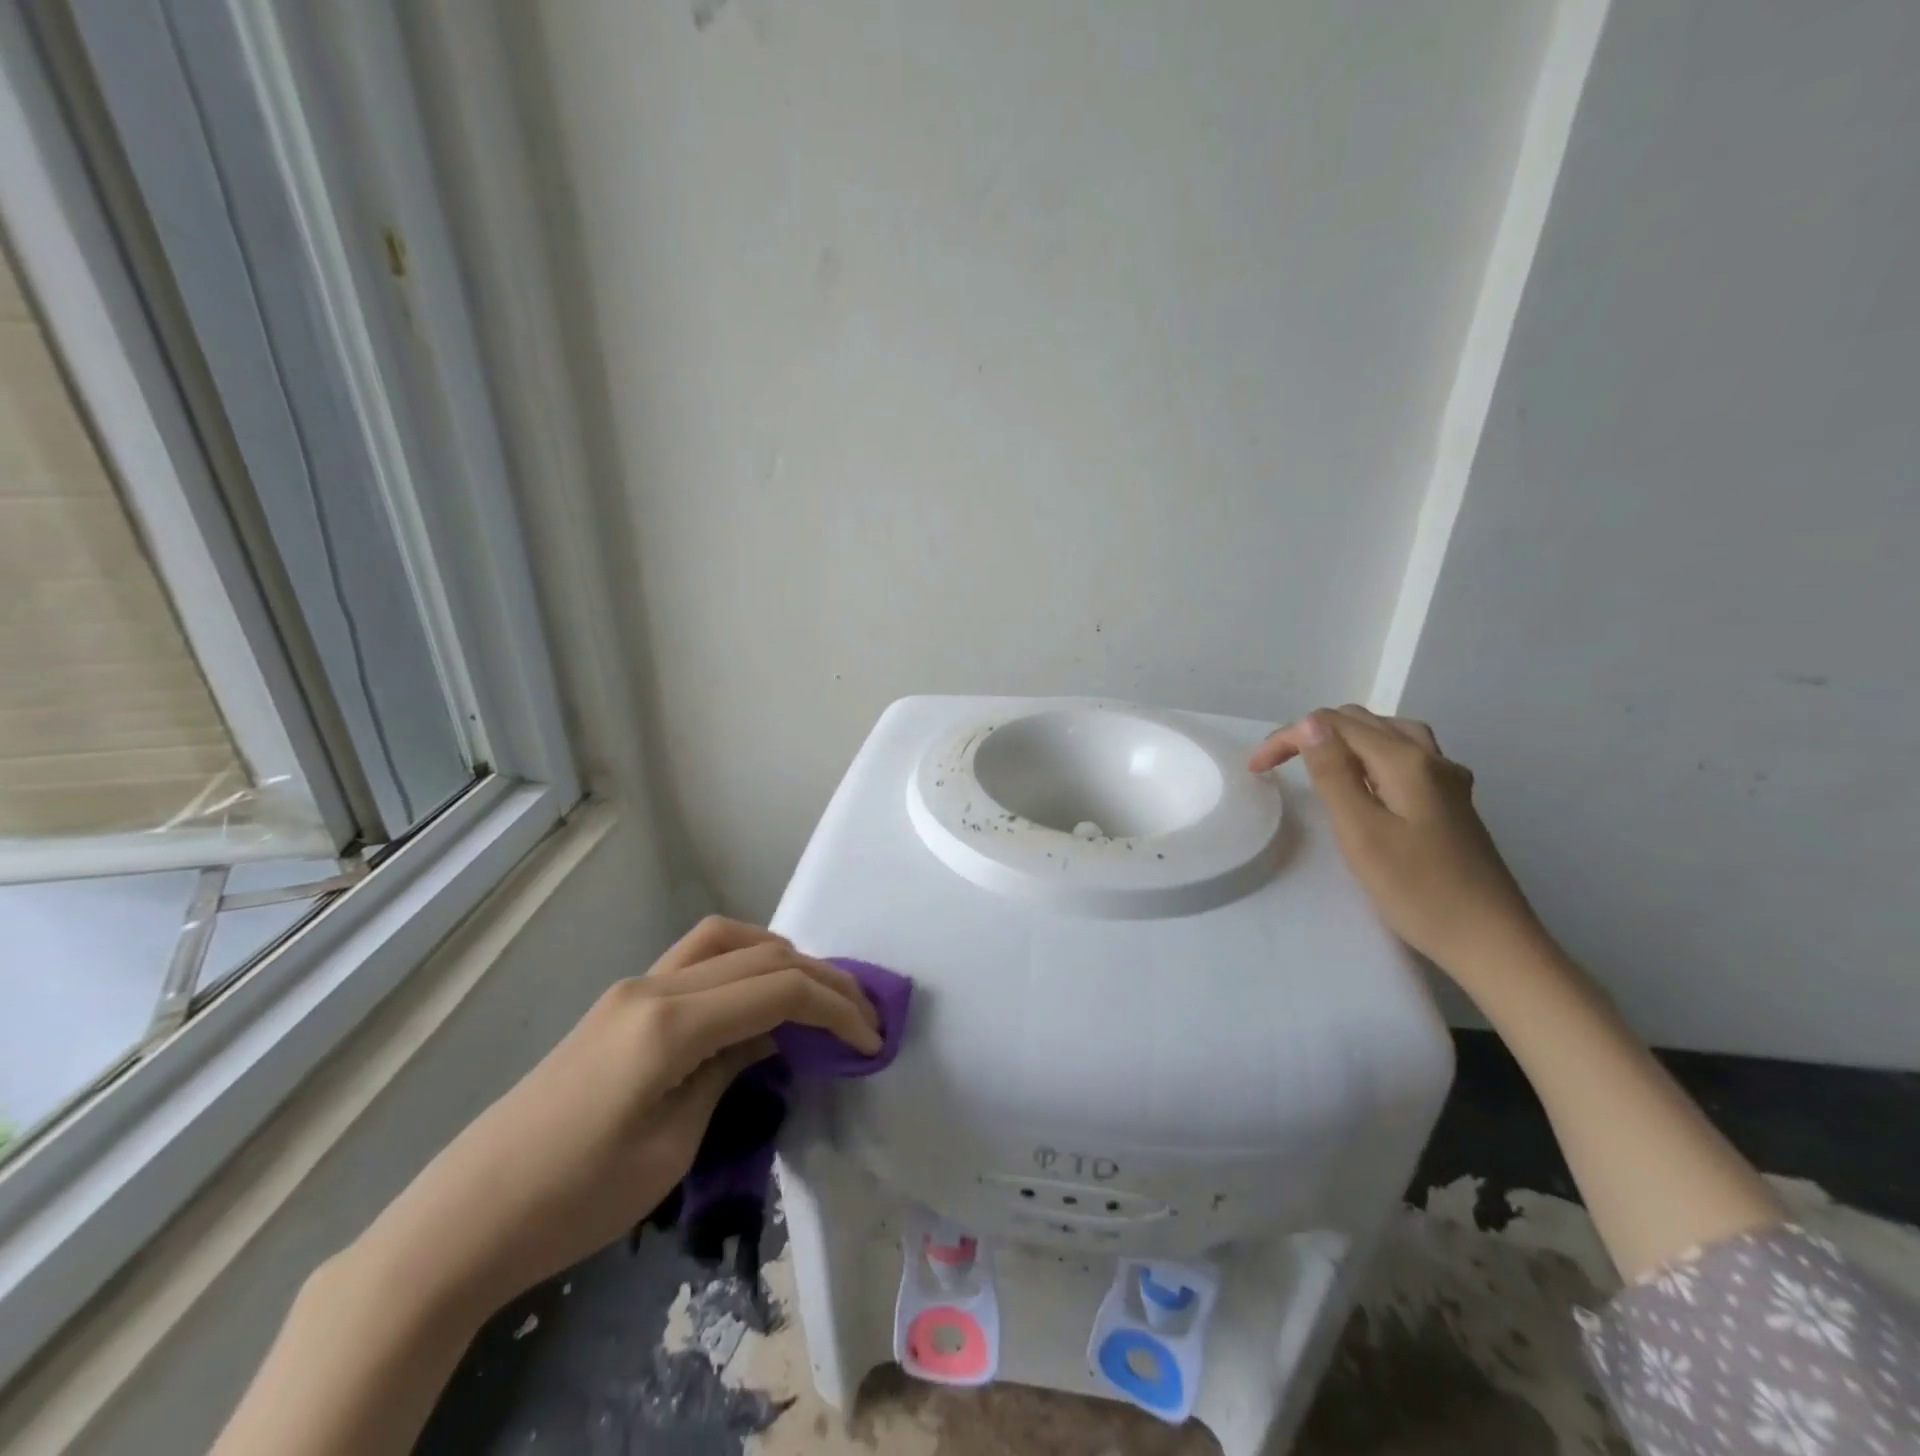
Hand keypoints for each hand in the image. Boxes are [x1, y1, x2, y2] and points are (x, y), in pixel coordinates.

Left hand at [349, 916, 880, 1319]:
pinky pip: (698, 958)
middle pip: (761, 955)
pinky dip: (742, 963)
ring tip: (815, 993)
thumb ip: (732, 1070)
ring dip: (781, 956)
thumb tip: (776, 1035)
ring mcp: (634, 987)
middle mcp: (655, 986)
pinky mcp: (623, 1002)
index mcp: (670, 1024)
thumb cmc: (575, 1199)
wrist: (468, 1217)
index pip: (778, 989)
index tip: (872, 1040)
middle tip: (861, 1014)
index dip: (836, 1008)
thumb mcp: (674, 1146)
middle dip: (822, 978)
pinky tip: (755, 998)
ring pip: (727, 939)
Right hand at [1251, 706, 1544, 979]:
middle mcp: (1431, 759)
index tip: (1256, 768)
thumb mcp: (1361, 832)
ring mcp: (1449, 780)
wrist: (1492, 942)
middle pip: (1363, 722)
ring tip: (1316, 763)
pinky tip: (1367, 781)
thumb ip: (1333, 773)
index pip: (1335, 725)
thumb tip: (1310, 723)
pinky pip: (1408, 756)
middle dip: (1314, 733)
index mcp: (1406, 762)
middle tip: (1277, 765)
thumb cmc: (1418, 891)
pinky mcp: (1453, 803)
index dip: (1289, 738)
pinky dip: (1372, 755)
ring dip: (1345, 739)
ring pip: (1389, 734)